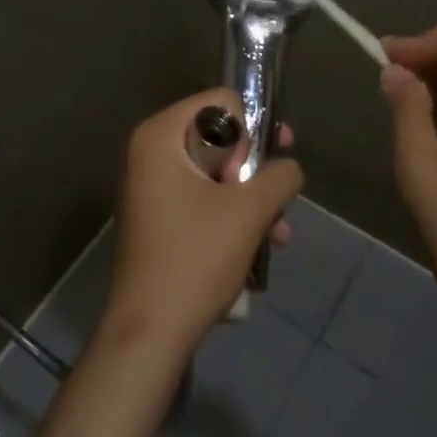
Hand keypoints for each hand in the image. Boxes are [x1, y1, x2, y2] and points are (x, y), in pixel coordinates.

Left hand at [102, 89, 303, 355]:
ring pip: (214, 172)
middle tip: (274, 199)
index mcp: (160, 134)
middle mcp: (149, 150)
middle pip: (219, 137)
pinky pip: (200, 197)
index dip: (253, 127)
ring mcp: (149, 185)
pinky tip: (259, 248)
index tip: (271, 160)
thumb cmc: (196, 258)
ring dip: (250, 198)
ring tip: (278, 234)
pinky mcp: (155, 216)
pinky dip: (230, 215)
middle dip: (254, 169)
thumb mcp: (250, 211)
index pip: (221, 102)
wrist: (148, 334)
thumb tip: (288, 167)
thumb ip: (280, 176)